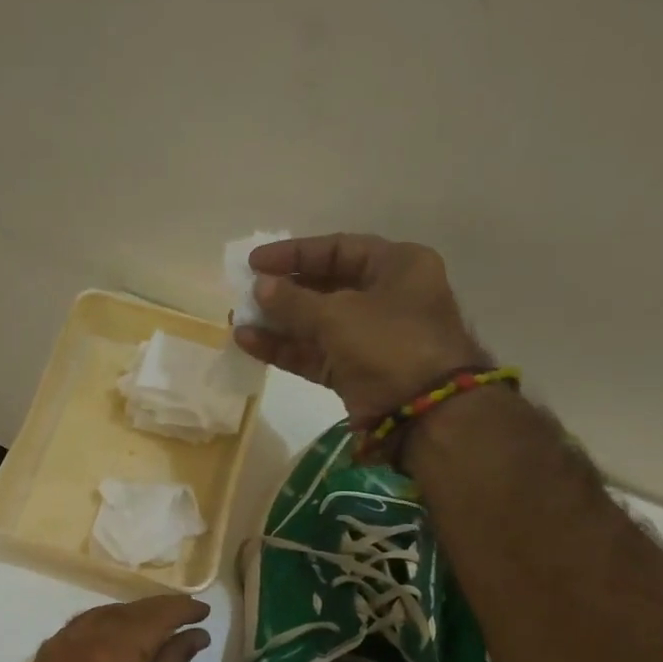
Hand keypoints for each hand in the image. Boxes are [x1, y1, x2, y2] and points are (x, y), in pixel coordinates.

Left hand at [15, 594, 211, 661]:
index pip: (153, 616)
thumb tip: (192, 635)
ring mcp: (48, 657)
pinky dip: (95, 635)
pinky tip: (114, 647)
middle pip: (121, 612)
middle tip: (183, 619)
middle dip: (153, 612)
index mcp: (111, 655)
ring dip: (124, 620)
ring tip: (152, 631)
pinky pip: (69, 639)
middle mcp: (74, 644)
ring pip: (92, 620)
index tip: (203, 611)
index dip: (181, 609)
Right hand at [234, 234, 486, 422]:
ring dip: (277, 322)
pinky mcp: (354, 371)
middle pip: (325, 286)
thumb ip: (293, 300)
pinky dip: (284, 349)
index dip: (295, 254)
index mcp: (397, 266)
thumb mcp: (338, 314)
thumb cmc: (390, 344)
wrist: (425, 412)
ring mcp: (369, 338)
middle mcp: (385, 297)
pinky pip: (313, 353)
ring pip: (315, 324)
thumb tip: (260, 287)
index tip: (255, 263)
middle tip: (245, 292)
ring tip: (237, 320)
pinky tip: (248, 342)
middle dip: (283, 291)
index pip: (338, 249)